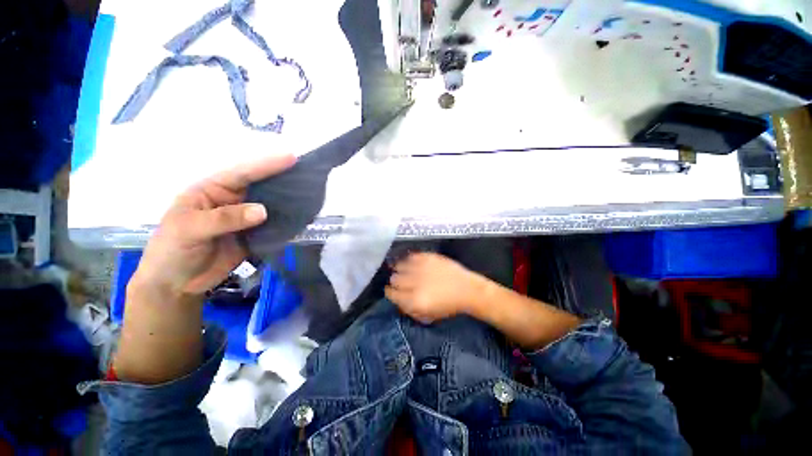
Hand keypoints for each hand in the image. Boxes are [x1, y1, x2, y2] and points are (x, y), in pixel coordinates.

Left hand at [131, 154, 296, 297]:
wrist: (177, 284)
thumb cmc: (172, 250)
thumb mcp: (189, 229)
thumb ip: (225, 218)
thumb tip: (263, 210)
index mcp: (213, 190)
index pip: (242, 173)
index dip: (266, 165)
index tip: (291, 158)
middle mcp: (233, 200)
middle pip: (261, 185)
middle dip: (283, 177)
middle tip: (308, 172)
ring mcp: (246, 218)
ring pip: (271, 204)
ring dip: (288, 199)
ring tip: (311, 192)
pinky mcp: (256, 234)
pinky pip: (274, 225)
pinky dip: (288, 221)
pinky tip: (302, 216)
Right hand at [385, 252, 486, 323]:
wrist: (467, 289)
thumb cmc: (448, 306)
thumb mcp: (428, 316)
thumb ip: (409, 310)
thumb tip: (397, 301)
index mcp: (414, 300)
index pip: (391, 293)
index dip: (390, 292)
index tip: (392, 291)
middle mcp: (415, 282)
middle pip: (394, 278)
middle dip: (396, 281)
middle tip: (402, 283)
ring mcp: (421, 267)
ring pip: (399, 265)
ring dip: (400, 270)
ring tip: (406, 272)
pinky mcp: (427, 257)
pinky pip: (410, 256)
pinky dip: (409, 261)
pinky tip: (413, 264)